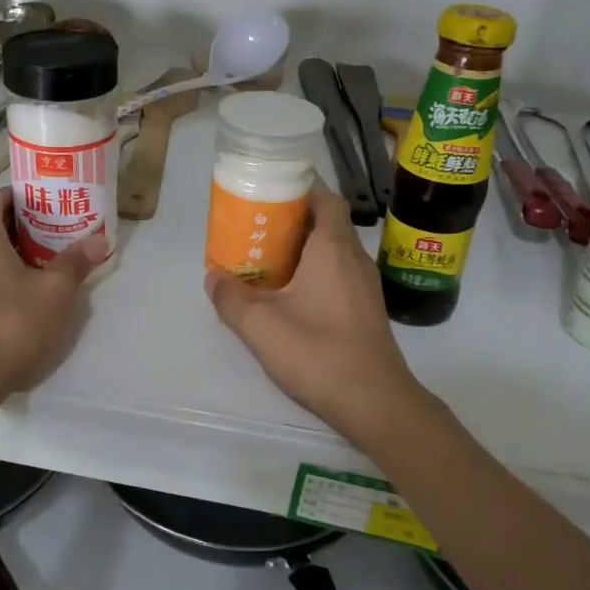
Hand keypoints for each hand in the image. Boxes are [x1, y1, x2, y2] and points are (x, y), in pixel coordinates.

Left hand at [0, 189, 106, 402]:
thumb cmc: (9, 325)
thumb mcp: (55, 293)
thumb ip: (76, 261)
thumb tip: (99, 239)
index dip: (24, 199)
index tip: (50, 210)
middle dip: (20, 229)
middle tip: (52, 242)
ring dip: (4, 255)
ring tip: (36, 272)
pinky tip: (12, 298)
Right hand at [204, 183, 424, 438]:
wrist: (375, 402)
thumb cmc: (319, 353)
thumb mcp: (261, 327)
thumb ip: (232, 299)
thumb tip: (214, 277)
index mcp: (333, 248)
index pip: (325, 198)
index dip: (300, 188)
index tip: (270, 191)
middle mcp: (354, 258)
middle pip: (328, 222)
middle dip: (294, 218)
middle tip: (258, 225)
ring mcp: (365, 286)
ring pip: (334, 250)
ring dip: (305, 247)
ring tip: (268, 258)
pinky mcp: (366, 310)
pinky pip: (339, 274)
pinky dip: (316, 272)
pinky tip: (291, 295)